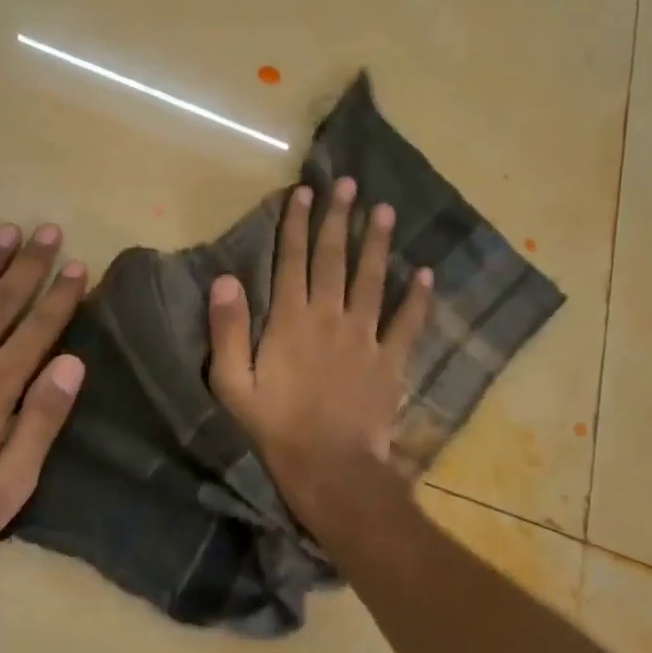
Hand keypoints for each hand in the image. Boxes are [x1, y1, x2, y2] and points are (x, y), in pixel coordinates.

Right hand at [206, 177, 431, 532]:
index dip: (296, 224)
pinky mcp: (390, 362)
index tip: (304, 191)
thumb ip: (228, 330)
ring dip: (377, 244)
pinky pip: (408, 324)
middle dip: (339, 219)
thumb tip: (225, 279)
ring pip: (371, 280)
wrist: (330, 468)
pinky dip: (418, 300)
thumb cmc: (274, 428)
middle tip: (349, 184)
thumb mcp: (233, 384)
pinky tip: (426, 274)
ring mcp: (364, 338)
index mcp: (290, 321)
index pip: (292, 261)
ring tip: (384, 211)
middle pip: (333, 259)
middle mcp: (329, 317)